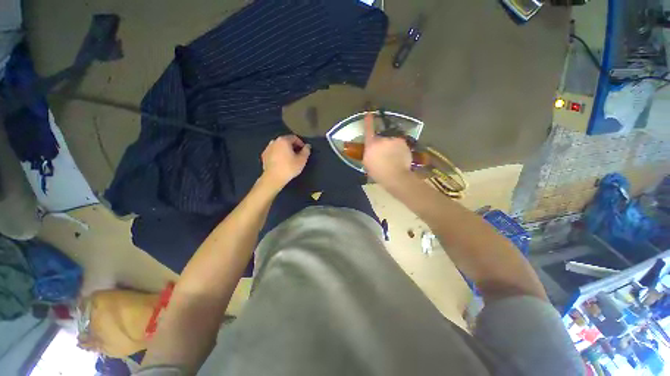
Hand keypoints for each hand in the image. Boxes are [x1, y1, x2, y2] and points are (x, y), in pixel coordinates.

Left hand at [260, 135, 310, 190]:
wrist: (273, 178)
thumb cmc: (289, 168)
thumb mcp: (302, 160)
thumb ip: (306, 151)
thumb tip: (307, 146)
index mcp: (284, 140)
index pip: (294, 137)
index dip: (301, 143)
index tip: (304, 150)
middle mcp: (274, 141)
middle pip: (286, 141)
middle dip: (293, 146)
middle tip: (298, 154)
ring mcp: (268, 148)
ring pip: (279, 146)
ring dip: (285, 150)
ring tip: (289, 158)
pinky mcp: (264, 155)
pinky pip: (274, 152)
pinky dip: (278, 154)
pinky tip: (281, 162)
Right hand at [362, 113, 412, 185]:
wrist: (395, 176)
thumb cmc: (378, 172)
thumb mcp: (367, 163)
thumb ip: (368, 153)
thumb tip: (371, 148)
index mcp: (371, 144)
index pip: (368, 130)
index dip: (368, 121)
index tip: (369, 113)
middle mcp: (382, 139)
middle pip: (381, 138)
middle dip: (382, 144)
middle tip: (384, 155)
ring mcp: (394, 140)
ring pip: (391, 141)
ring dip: (391, 147)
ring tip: (393, 158)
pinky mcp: (403, 143)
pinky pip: (399, 144)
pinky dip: (399, 149)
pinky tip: (399, 158)